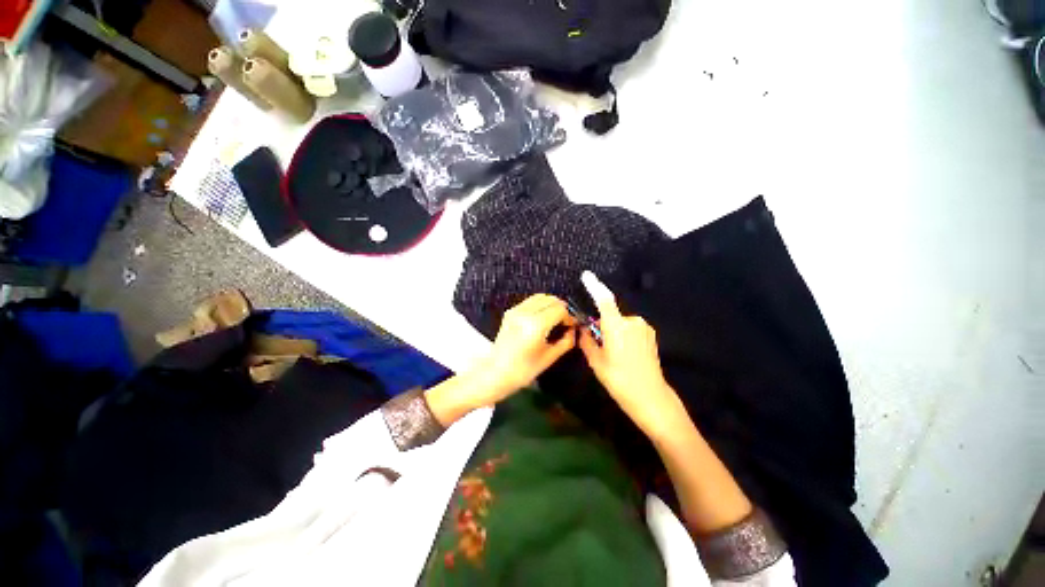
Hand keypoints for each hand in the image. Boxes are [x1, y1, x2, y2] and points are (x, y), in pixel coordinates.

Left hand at [481, 294, 576, 399]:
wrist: (497, 372)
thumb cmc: (524, 370)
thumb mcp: (550, 358)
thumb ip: (566, 341)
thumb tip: (574, 330)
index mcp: (536, 325)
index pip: (560, 309)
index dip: (569, 316)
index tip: (572, 325)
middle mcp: (525, 313)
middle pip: (551, 299)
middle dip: (561, 309)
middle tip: (565, 322)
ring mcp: (516, 310)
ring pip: (541, 297)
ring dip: (551, 305)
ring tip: (554, 319)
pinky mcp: (510, 311)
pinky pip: (530, 301)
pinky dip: (540, 305)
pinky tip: (542, 318)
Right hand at [578, 271, 687, 437]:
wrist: (651, 397)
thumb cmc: (619, 380)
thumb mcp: (596, 362)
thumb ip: (587, 341)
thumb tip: (583, 329)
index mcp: (616, 327)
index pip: (604, 300)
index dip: (595, 286)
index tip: (586, 275)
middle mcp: (632, 322)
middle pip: (610, 315)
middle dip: (602, 325)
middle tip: (599, 345)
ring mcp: (644, 327)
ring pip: (620, 323)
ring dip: (613, 332)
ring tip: (614, 354)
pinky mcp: (650, 334)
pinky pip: (630, 328)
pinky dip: (623, 335)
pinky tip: (626, 354)